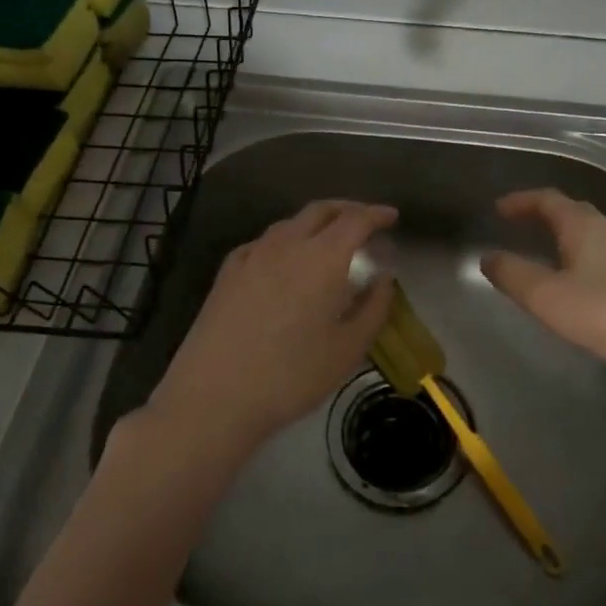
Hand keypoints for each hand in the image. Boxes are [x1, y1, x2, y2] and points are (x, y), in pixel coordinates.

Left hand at [145, 199, 397, 458]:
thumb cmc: (291, 376)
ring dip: (316, 223)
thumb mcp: (348, 349)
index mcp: (322, 258)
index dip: (377, 214)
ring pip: (291, 223)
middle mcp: (287, 244)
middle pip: (321, 210)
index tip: (392, 217)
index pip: (356, 219)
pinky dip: (287, 240)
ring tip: (329, 242)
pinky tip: (286, 262)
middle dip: (348, 209)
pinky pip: (265, 242)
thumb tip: (384, 278)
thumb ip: (374, 307)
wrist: (214, 396)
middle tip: (365, 223)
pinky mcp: (228, 271)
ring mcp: (252, 254)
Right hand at [481, 188, 605, 381]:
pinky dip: (582, 259)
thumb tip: (488, 257)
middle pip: (572, 212)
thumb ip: (513, 275)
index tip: (499, 208)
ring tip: (543, 255)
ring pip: (591, 235)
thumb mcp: (547, 297)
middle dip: (542, 215)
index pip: (548, 199)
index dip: (521, 201)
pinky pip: (604, 257)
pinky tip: (579, 286)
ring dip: (564, 237)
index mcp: (585, 226)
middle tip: (518, 226)